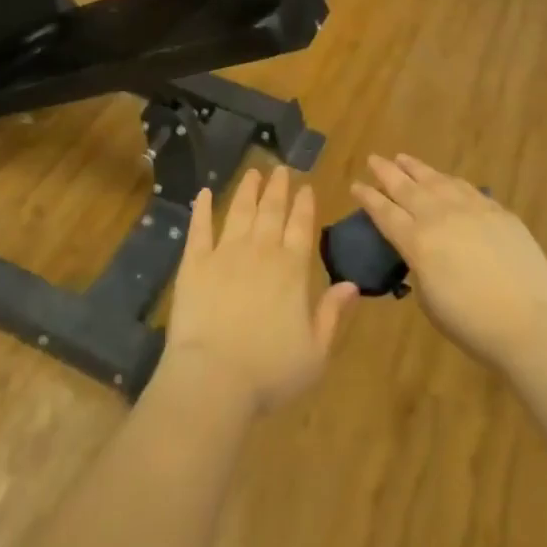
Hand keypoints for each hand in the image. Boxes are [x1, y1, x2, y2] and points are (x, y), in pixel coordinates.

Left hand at [161, 167, 359, 416]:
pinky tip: (205, 193)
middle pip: (271, 211)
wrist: (214, 377)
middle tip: (280, 169)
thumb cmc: (270, 371)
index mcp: (292, 270)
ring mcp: (225, 253)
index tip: (306, 186)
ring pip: (240, 211)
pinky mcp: (194, 263)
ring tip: (253, 171)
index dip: (304, 205)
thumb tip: (352, 284)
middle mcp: (261, 251)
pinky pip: (199, 228)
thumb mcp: (316, 352)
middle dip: (278, 188)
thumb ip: (333, 314)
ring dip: (248, 190)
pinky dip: (203, 208)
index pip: (302, 227)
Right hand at [353, 154, 546, 372]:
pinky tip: (445, 179)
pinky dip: (449, 180)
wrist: (531, 323)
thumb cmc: (472, 324)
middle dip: (386, 172)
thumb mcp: (430, 301)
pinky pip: (466, 188)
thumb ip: (420, 268)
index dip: (368, 198)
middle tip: (374, 159)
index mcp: (417, 242)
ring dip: (416, 168)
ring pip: (436, 180)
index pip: (385, 213)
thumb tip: (422, 254)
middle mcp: (439, 217)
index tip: (355, 184)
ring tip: (403, 158)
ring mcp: (471, 209)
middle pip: (406, 187)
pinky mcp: (498, 211)